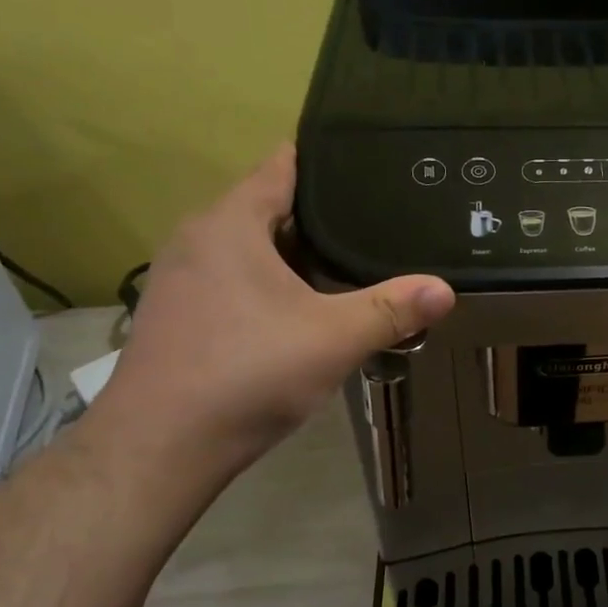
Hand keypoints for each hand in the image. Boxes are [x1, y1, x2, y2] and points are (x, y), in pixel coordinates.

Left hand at [95, 144, 454, 474]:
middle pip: (267, 209)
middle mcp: (197, 239)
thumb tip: (446, 289)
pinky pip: (233, 280)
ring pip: (249, 249)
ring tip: (349, 263)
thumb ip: (392, 310)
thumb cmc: (248, 373)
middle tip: (377, 221)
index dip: (324, 160)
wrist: (161, 446)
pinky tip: (302, 311)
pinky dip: (270, 284)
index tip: (366, 162)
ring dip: (294, 256)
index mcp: (229, 225)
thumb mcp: (334, 338)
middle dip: (319, 216)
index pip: (280, 167)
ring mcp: (181, 279)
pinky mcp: (178, 316)